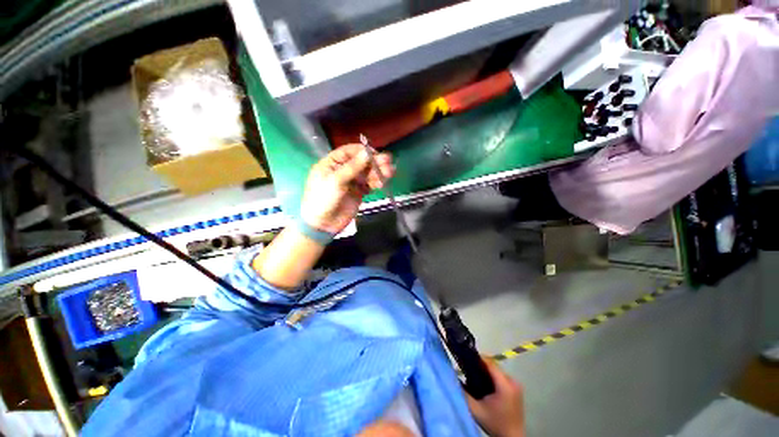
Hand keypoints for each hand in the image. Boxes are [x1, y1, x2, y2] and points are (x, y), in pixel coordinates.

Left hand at [300, 144, 393, 234]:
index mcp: (332, 163)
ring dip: (379, 172)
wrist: (324, 224)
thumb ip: (352, 167)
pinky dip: (377, 182)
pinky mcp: (359, 192)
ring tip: (390, 173)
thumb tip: (367, 153)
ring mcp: (351, 181)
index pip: (349, 152)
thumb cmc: (324, 199)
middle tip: (388, 162)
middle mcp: (343, 170)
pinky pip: (370, 184)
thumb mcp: (336, 180)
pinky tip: (383, 183)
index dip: (362, 151)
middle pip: (361, 162)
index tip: (375, 153)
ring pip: (367, 173)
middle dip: (374, 162)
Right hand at [465, 358, 524, 436]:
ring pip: (496, 370)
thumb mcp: (476, 409)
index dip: (477, 358)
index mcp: (505, 385)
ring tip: (475, 378)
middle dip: (480, 366)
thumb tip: (454, 377)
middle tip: (468, 370)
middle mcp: (513, 381)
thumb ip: (464, 392)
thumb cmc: (494, 423)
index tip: (465, 359)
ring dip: (486, 372)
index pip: (489, 362)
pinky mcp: (516, 388)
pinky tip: (485, 385)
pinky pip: (501, 376)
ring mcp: (516, 385)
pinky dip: (492, 377)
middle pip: (493, 365)